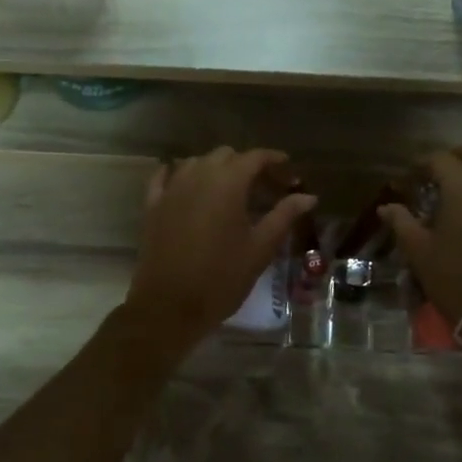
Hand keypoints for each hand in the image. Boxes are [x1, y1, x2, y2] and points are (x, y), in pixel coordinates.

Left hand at [123, 147, 316, 347]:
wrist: (170, 305)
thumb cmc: (222, 278)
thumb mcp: (260, 248)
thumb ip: (284, 216)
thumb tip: (308, 196)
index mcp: (228, 183)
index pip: (254, 157)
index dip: (273, 160)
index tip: (288, 169)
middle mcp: (198, 176)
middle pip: (225, 156)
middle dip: (247, 165)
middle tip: (264, 187)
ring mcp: (171, 188)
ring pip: (196, 162)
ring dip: (216, 169)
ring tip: (231, 190)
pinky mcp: (153, 205)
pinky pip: (166, 176)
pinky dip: (181, 174)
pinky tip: (188, 183)